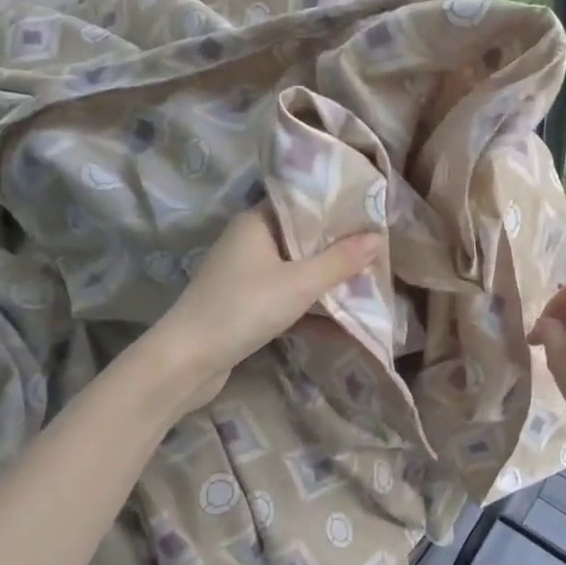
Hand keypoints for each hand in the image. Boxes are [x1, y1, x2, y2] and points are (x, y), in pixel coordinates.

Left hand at [157, 208, 382, 406]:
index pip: (303, 203)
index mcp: (257, 222)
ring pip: (297, 269)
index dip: (338, 208)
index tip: (372, 214)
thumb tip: (377, 237)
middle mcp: (250, 241)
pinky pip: (287, 296)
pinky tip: (342, 321)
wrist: (187, 361)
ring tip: (368, 280)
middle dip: (339, 247)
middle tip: (378, 249)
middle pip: (303, 237)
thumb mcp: (300, 283)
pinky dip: (310, 305)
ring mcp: (246, 274)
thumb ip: (340, 261)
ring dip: (327, 279)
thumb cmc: (244, 308)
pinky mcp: (246, 304)